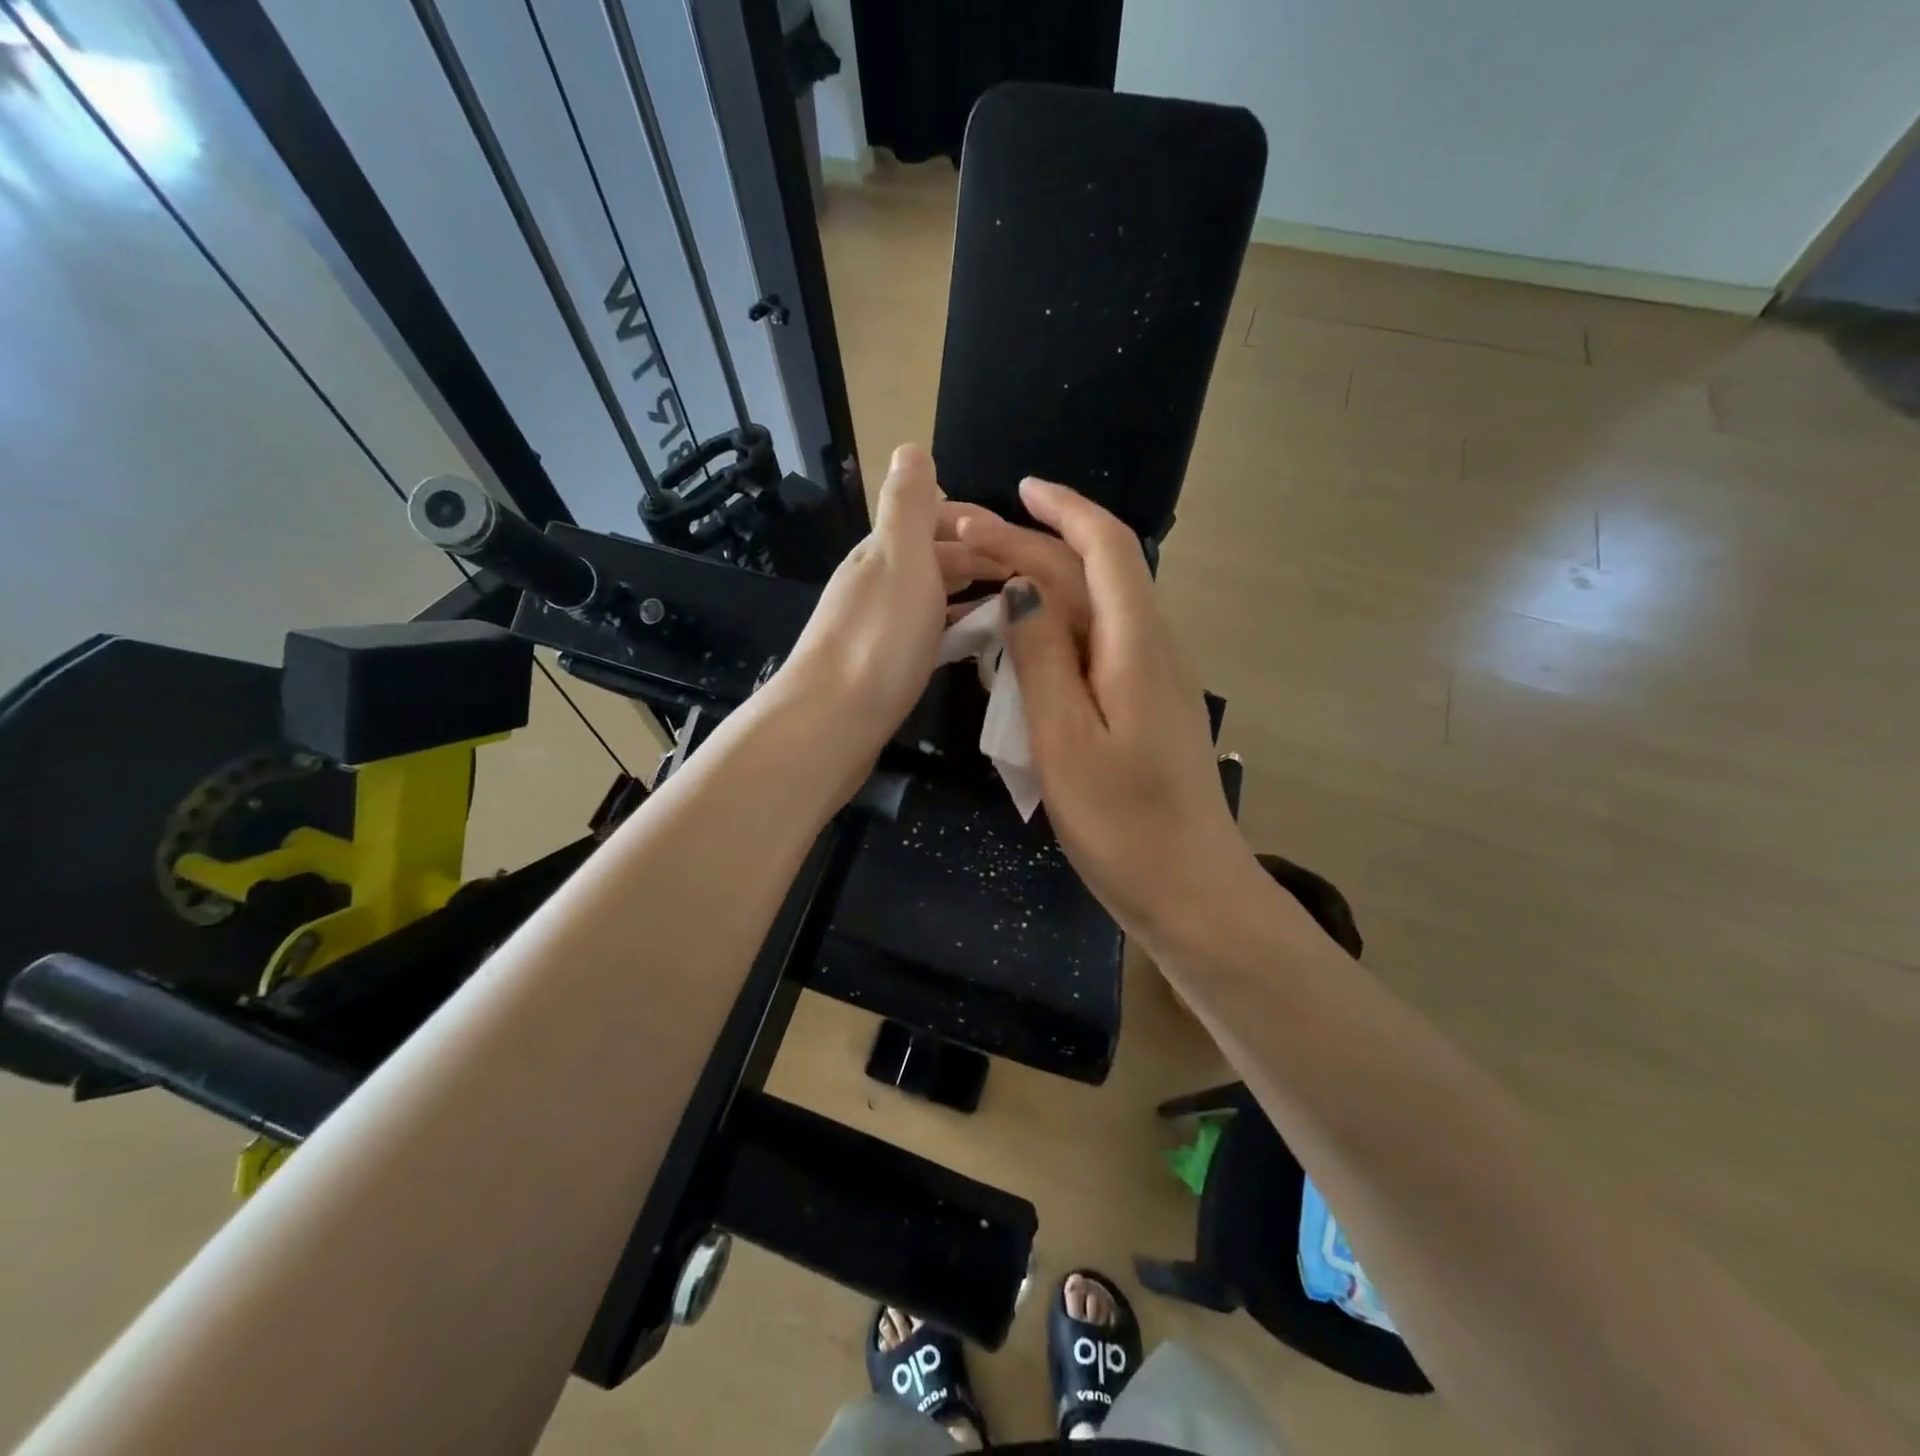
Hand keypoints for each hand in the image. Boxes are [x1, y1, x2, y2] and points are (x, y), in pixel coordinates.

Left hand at [765, 445, 1005, 791]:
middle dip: (978, 559)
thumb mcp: (900, 557)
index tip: (1020, 540)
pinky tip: (971, 645)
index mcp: (882, 550)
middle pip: (932, 558)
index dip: (976, 522)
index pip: (933, 518)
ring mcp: (876, 625)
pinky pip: (926, 633)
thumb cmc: (879, 636)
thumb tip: (910, 447)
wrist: (832, 721)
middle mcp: (875, 582)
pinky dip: (952, 628)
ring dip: (968, 594)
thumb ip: (909, 506)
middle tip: (1027, 578)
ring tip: (1010, 608)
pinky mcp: (880, 664)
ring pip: (930, 596)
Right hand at [993, 477, 1254, 944]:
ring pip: (1093, 609)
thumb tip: (1022, 586)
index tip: (1018, 490)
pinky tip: (1020, 638)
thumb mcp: (1065, 741)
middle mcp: (1151, 648)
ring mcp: (1151, 678)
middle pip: (1093, 575)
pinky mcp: (1143, 707)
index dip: (1064, 510)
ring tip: (981, 579)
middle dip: (1032, 546)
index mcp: (1136, 645)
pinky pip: (1095, 645)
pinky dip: (1053, 626)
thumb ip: (1042, 658)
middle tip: (965, 542)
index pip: (1107, 549)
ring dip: (1041, 583)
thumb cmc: (1125, 824)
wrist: (1190, 891)